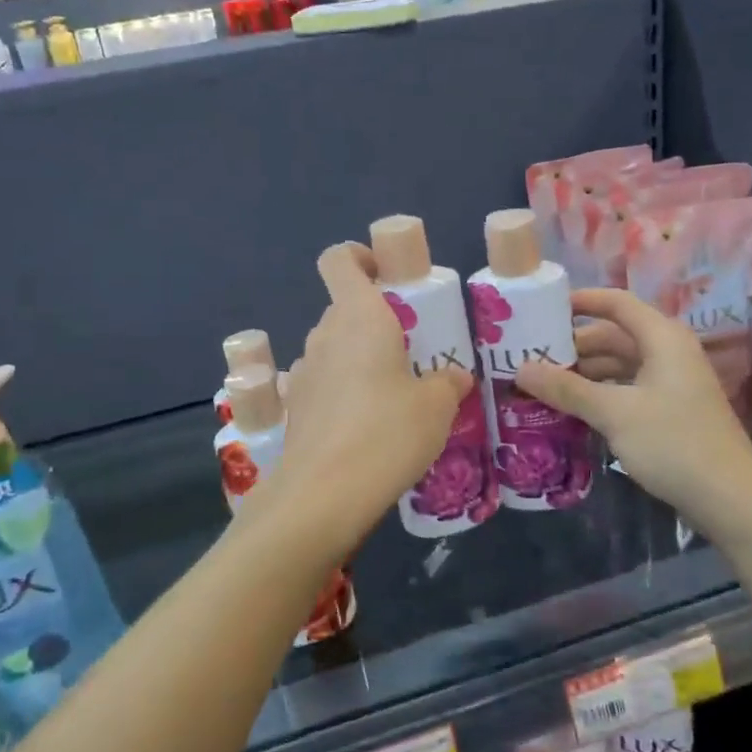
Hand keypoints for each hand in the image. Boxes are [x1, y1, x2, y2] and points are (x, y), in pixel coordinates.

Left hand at [268, 243, 471, 538]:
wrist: (323, 495)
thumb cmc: (387, 432)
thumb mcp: (436, 406)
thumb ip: (448, 382)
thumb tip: (455, 377)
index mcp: (359, 316)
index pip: (341, 259)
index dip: (361, 256)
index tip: (389, 276)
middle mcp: (324, 335)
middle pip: (345, 308)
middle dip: (377, 321)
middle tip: (413, 350)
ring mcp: (304, 372)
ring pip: (335, 348)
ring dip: (361, 359)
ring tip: (395, 395)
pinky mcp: (296, 408)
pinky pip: (326, 384)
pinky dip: (345, 392)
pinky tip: (369, 427)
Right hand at [514, 289, 751, 525]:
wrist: (731, 499)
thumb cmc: (674, 443)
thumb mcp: (614, 413)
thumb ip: (567, 389)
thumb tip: (521, 369)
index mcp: (662, 338)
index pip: (616, 302)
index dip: (581, 301)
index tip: (542, 308)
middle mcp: (667, 353)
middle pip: (613, 336)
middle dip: (573, 346)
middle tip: (529, 356)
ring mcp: (670, 384)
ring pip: (618, 367)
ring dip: (583, 374)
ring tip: (540, 385)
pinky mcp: (669, 412)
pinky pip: (625, 390)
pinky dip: (598, 395)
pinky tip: (570, 410)